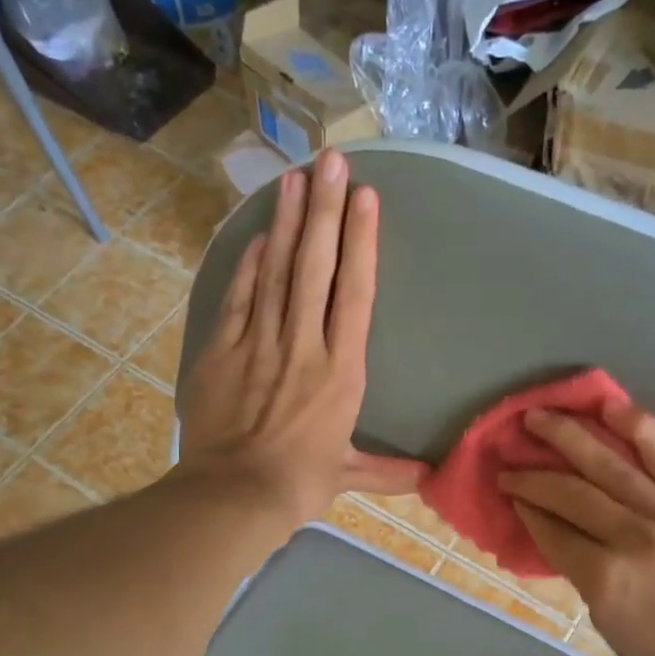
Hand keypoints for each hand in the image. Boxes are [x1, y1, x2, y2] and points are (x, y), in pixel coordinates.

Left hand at [176, 150, 425, 534]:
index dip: (361, 242)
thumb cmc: (298, 483)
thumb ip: (388, 470)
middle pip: (315, 267)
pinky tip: (257, 235)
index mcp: (341, 371)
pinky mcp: (222, 350)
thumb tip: (431, 478)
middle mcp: (304, 345)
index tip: (365, 198)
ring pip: (276, 272)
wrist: (235, 494)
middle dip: (324, 211)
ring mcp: (260, 343)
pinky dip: (248, 264)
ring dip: (286, 223)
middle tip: (330, 161)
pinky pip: (239, 297)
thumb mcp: (347, 475)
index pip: (355, 294)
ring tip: (294, 178)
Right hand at [498, 398, 654, 655]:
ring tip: (539, 416)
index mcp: (605, 580)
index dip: (525, 509)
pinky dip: (637, 428)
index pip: (552, 532)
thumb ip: (587, 580)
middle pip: (570, 492)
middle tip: (509, 458)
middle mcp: (632, 539)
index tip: (509, 491)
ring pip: (610, 464)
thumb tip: (567, 538)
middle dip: (532, 474)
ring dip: (568, 436)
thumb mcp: (611, 631)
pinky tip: (609, 406)